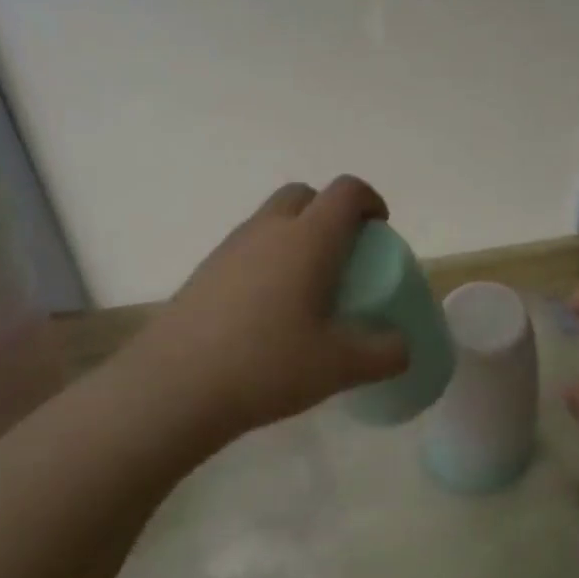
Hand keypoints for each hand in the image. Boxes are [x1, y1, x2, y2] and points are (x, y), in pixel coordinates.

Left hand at [120, 177, 409, 441]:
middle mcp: (269, 229)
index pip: (346, 192)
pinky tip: (268, 309)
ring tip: (307, 286)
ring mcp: (231, 247)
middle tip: (343, 254)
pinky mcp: (206, 270)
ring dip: (297, 234)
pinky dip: (268, 259)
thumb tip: (403, 347)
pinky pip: (248, 246)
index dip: (370, 200)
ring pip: (272, 219)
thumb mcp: (339, 366)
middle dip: (330, 211)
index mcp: (309, 239)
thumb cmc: (267, 364)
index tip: (380, 229)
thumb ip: (384, 354)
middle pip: (305, 194)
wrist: (174, 386)